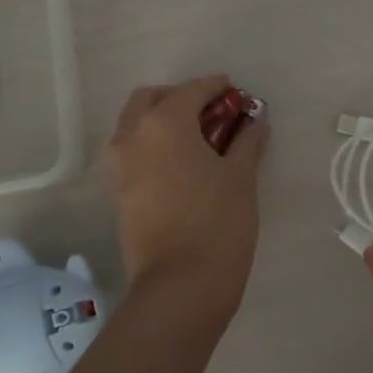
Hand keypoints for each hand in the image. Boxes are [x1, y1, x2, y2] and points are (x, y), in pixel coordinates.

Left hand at [105, 76, 268, 306]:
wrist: (180, 285)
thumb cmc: (218, 222)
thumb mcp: (241, 177)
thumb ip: (247, 141)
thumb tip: (256, 122)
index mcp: (164, 123)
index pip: (192, 90)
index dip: (216, 87)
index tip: (235, 91)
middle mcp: (132, 135)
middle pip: (152, 98)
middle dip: (180, 97)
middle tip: (210, 112)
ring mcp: (118, 165)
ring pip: (135, 124)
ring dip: (162, 119)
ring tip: (197, 139)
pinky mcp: (116, 191)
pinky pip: (132, 151)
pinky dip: (152, 144)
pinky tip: (181, 163)